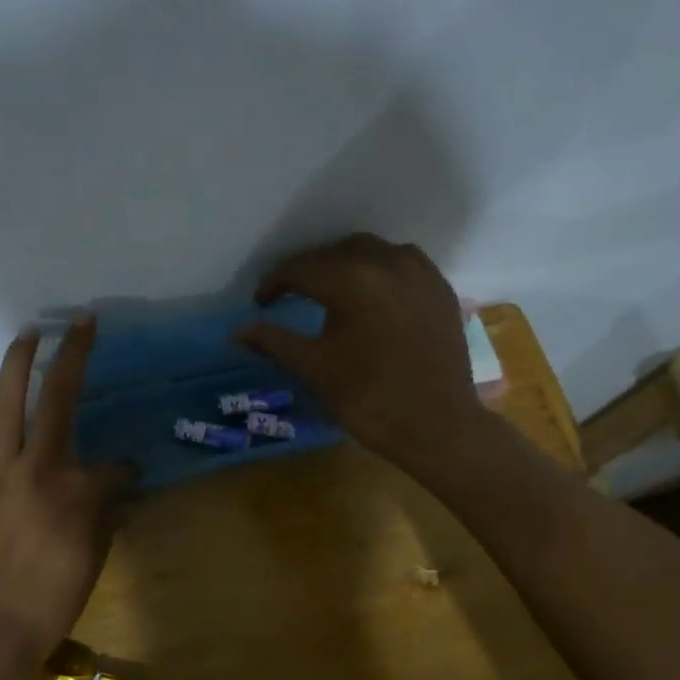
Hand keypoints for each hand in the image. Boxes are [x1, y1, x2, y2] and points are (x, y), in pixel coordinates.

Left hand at [0, 315, 133, 676]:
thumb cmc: (52, 598)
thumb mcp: (94, 554)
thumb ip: (105, 510)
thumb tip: (117, 485)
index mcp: (74, 485)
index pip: (111, 465)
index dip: (123, 471)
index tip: (126, 479)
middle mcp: (34, 465)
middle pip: (54, 398)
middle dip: (71, 354)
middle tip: (78, 324)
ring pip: (2, 406)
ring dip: (14, 365)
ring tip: (26, 335)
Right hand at [237, 234, 488, 474]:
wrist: (439, 427)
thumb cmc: (370, 399)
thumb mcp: (315, 369)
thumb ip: (274, 342)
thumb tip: (238, 330)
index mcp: (353, 279)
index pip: (301, 269)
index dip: (275, 283)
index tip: (260, 302)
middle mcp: (388, 262)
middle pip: (336, 253)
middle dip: (309, 270)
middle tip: (290, 294)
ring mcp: (420, 273)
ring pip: (371, 252)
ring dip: (344, 264)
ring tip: (328, 290)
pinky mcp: (440, 289)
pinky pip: (401, 264)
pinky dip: (377, 271)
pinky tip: (370, 295)